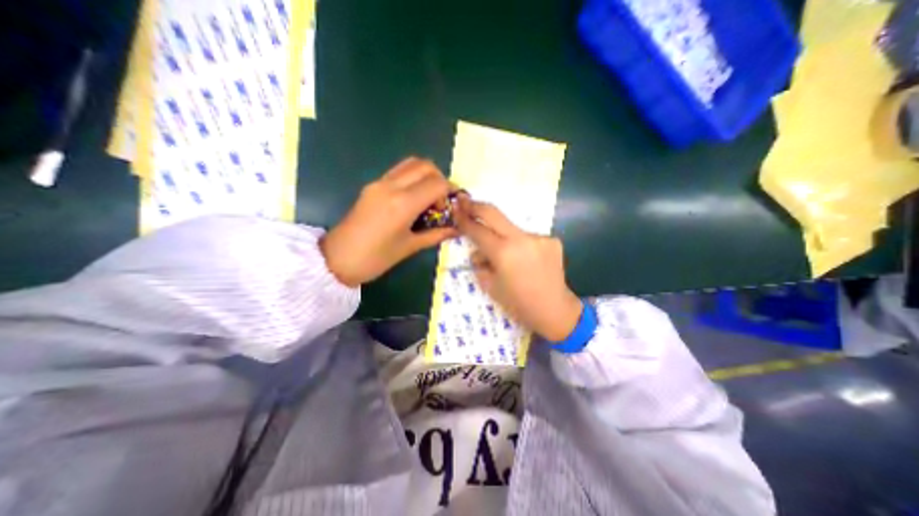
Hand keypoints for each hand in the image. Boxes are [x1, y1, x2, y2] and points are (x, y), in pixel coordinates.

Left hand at [321, 157, 457, 285]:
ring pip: (411, 163)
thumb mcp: (410, 247)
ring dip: (426, 175)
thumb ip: (436, 234)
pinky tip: (413, 198)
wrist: (337, 259)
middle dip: (440, 179)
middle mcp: (392, 186)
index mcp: (403, 204)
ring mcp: (379, 182)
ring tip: (428, 198)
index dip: (450, 192)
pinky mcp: (372, 184)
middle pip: (426, 166)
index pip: (437, 184)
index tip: (451, 207)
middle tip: (440, 201)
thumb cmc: (376, 258)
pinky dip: (413, 177)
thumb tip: (456, 229)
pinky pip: (399, 171)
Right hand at [454, 197, 579, 343]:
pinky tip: (526, 261)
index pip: (478, 231)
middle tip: (465, 202)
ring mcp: (539, 237)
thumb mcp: (491, 287)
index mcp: (503, 253)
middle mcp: (521, 239)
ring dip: (503, 236)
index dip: (464, 219)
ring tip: (507, 256)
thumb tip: (478, 252)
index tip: (455, 209)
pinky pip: (528, 238)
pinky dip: (521, 246)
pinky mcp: (552, 240)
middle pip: (494, 213)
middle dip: (477, 206)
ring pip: (512, 229)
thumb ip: (480, 265)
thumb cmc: (519, 304)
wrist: (555, 310)